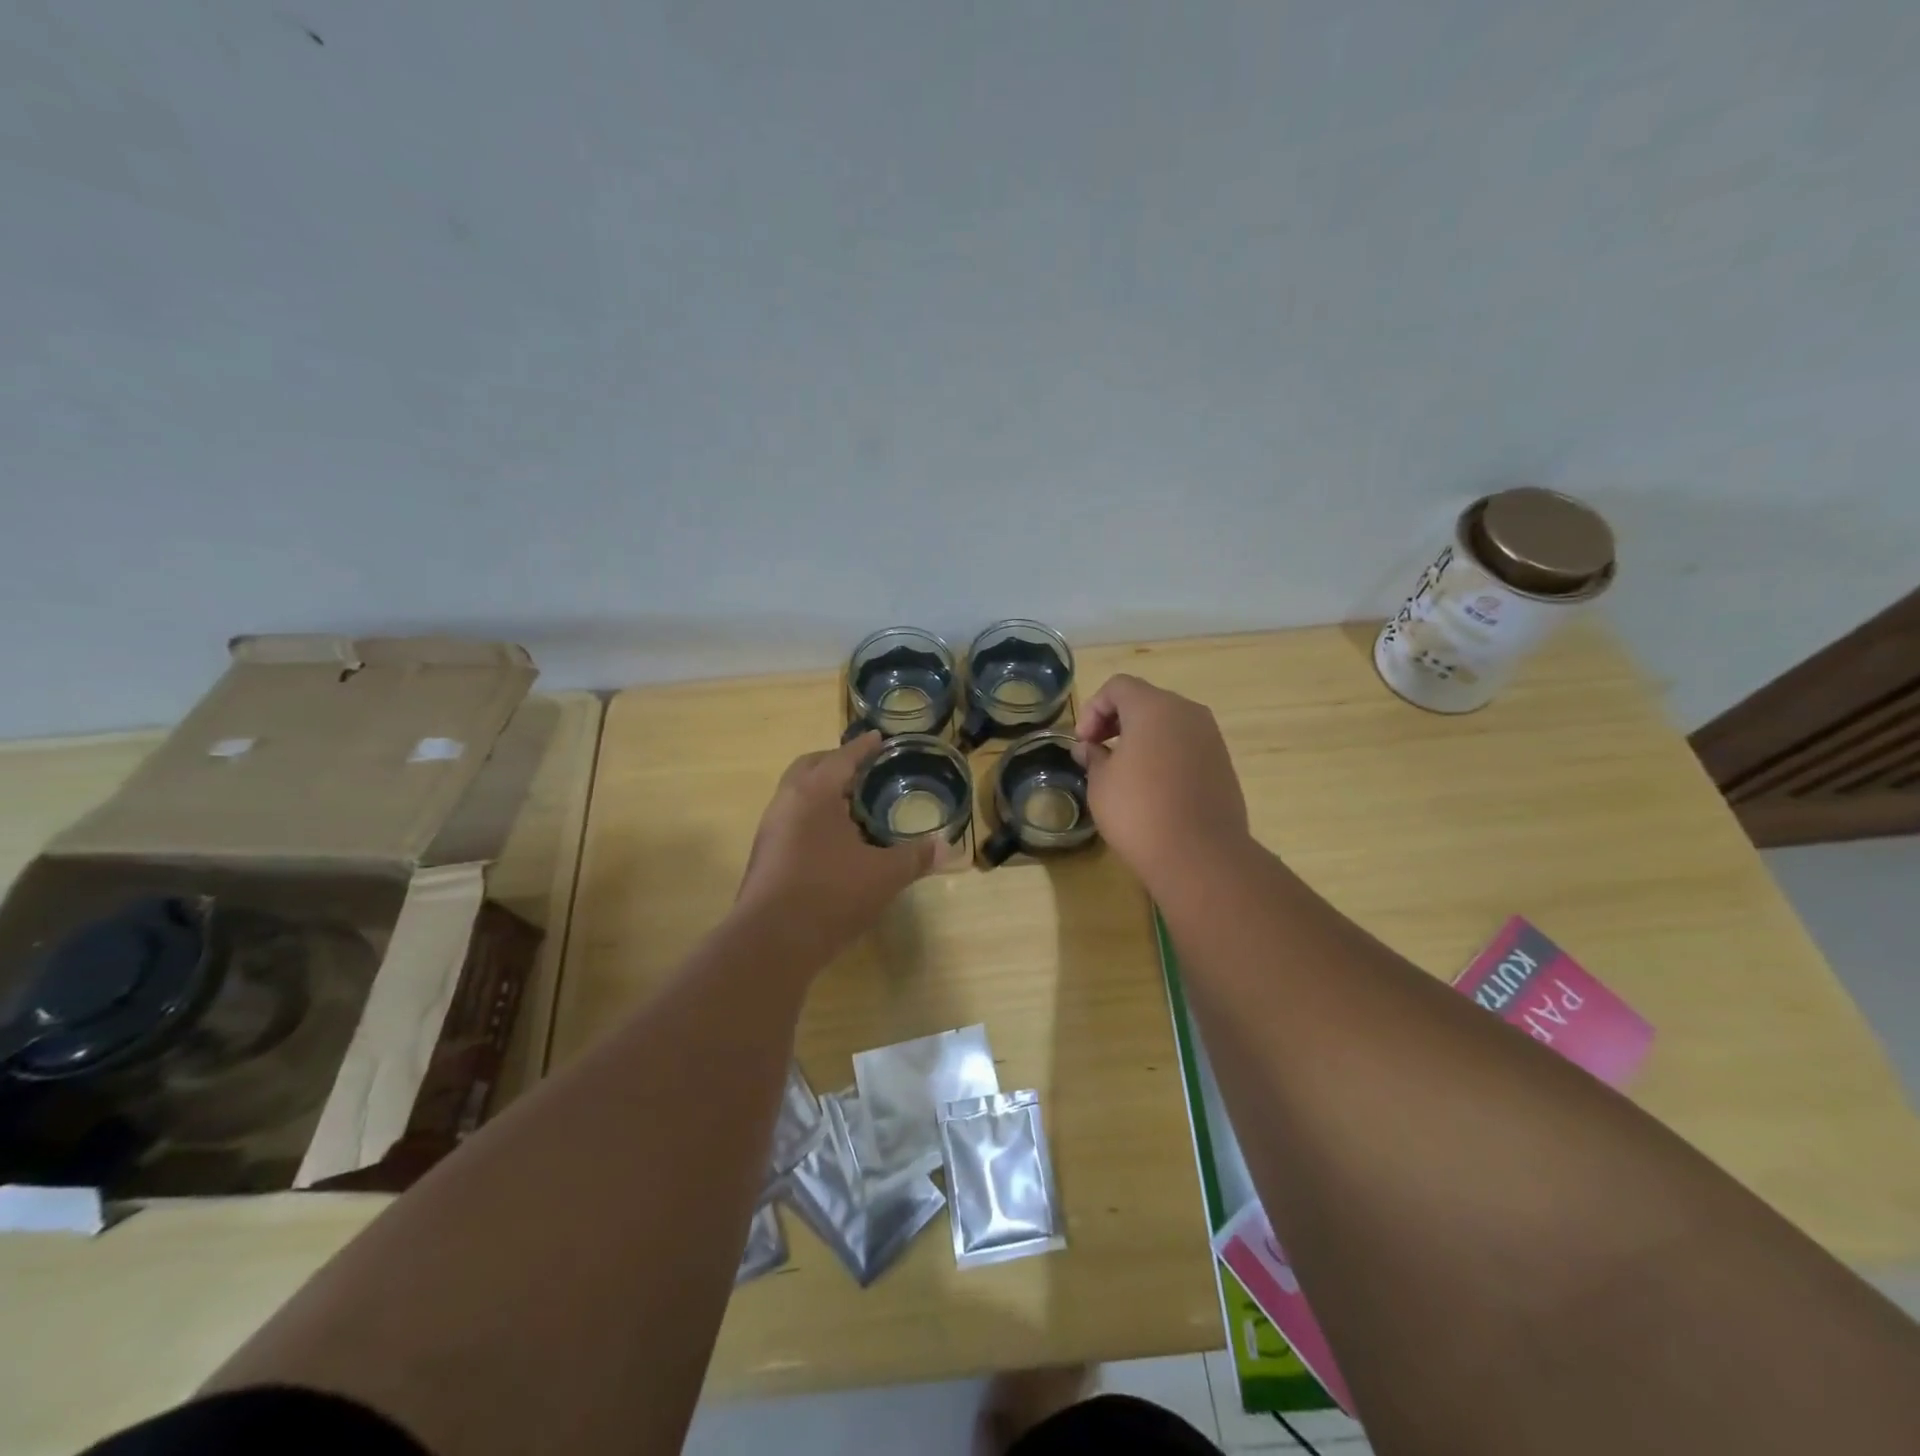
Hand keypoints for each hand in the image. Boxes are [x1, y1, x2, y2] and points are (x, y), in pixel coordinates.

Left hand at [736, 732, 933, 958]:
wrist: (771, 943)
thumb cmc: (830, 895)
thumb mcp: (883, 875)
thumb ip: (915, 857)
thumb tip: (947, 847)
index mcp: (815, 794)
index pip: (842, 758)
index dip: (864, 747)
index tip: (879, 738)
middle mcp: (786, 803)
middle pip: (810, 767)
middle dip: (836, 762)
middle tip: (863, 769)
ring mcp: (770, 830)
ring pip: (796, 795)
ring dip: (821, 790)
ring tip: (851, 805)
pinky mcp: (764, 856)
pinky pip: (791, 820)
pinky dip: (812, 816)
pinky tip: (832, 841)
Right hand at [1075, 674, 1249, 884]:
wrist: (1200, 854)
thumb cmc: (1139, 811)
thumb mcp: (1101, 783)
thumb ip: (1093, 757)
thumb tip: (1089, 748)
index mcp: (1154, 707)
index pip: (1118, 686)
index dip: (1093, 708)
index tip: (1083, 742)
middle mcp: (1187, 712)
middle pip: (1145, 700)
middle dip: (1116, 720)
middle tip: (1097, 751)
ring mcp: (1210, 737)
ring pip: (1168, 723)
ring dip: (1142, 737)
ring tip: (1123, 771)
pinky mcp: (1222, 762)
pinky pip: (1186, 744)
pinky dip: (1165, 753)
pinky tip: (1152, 786)